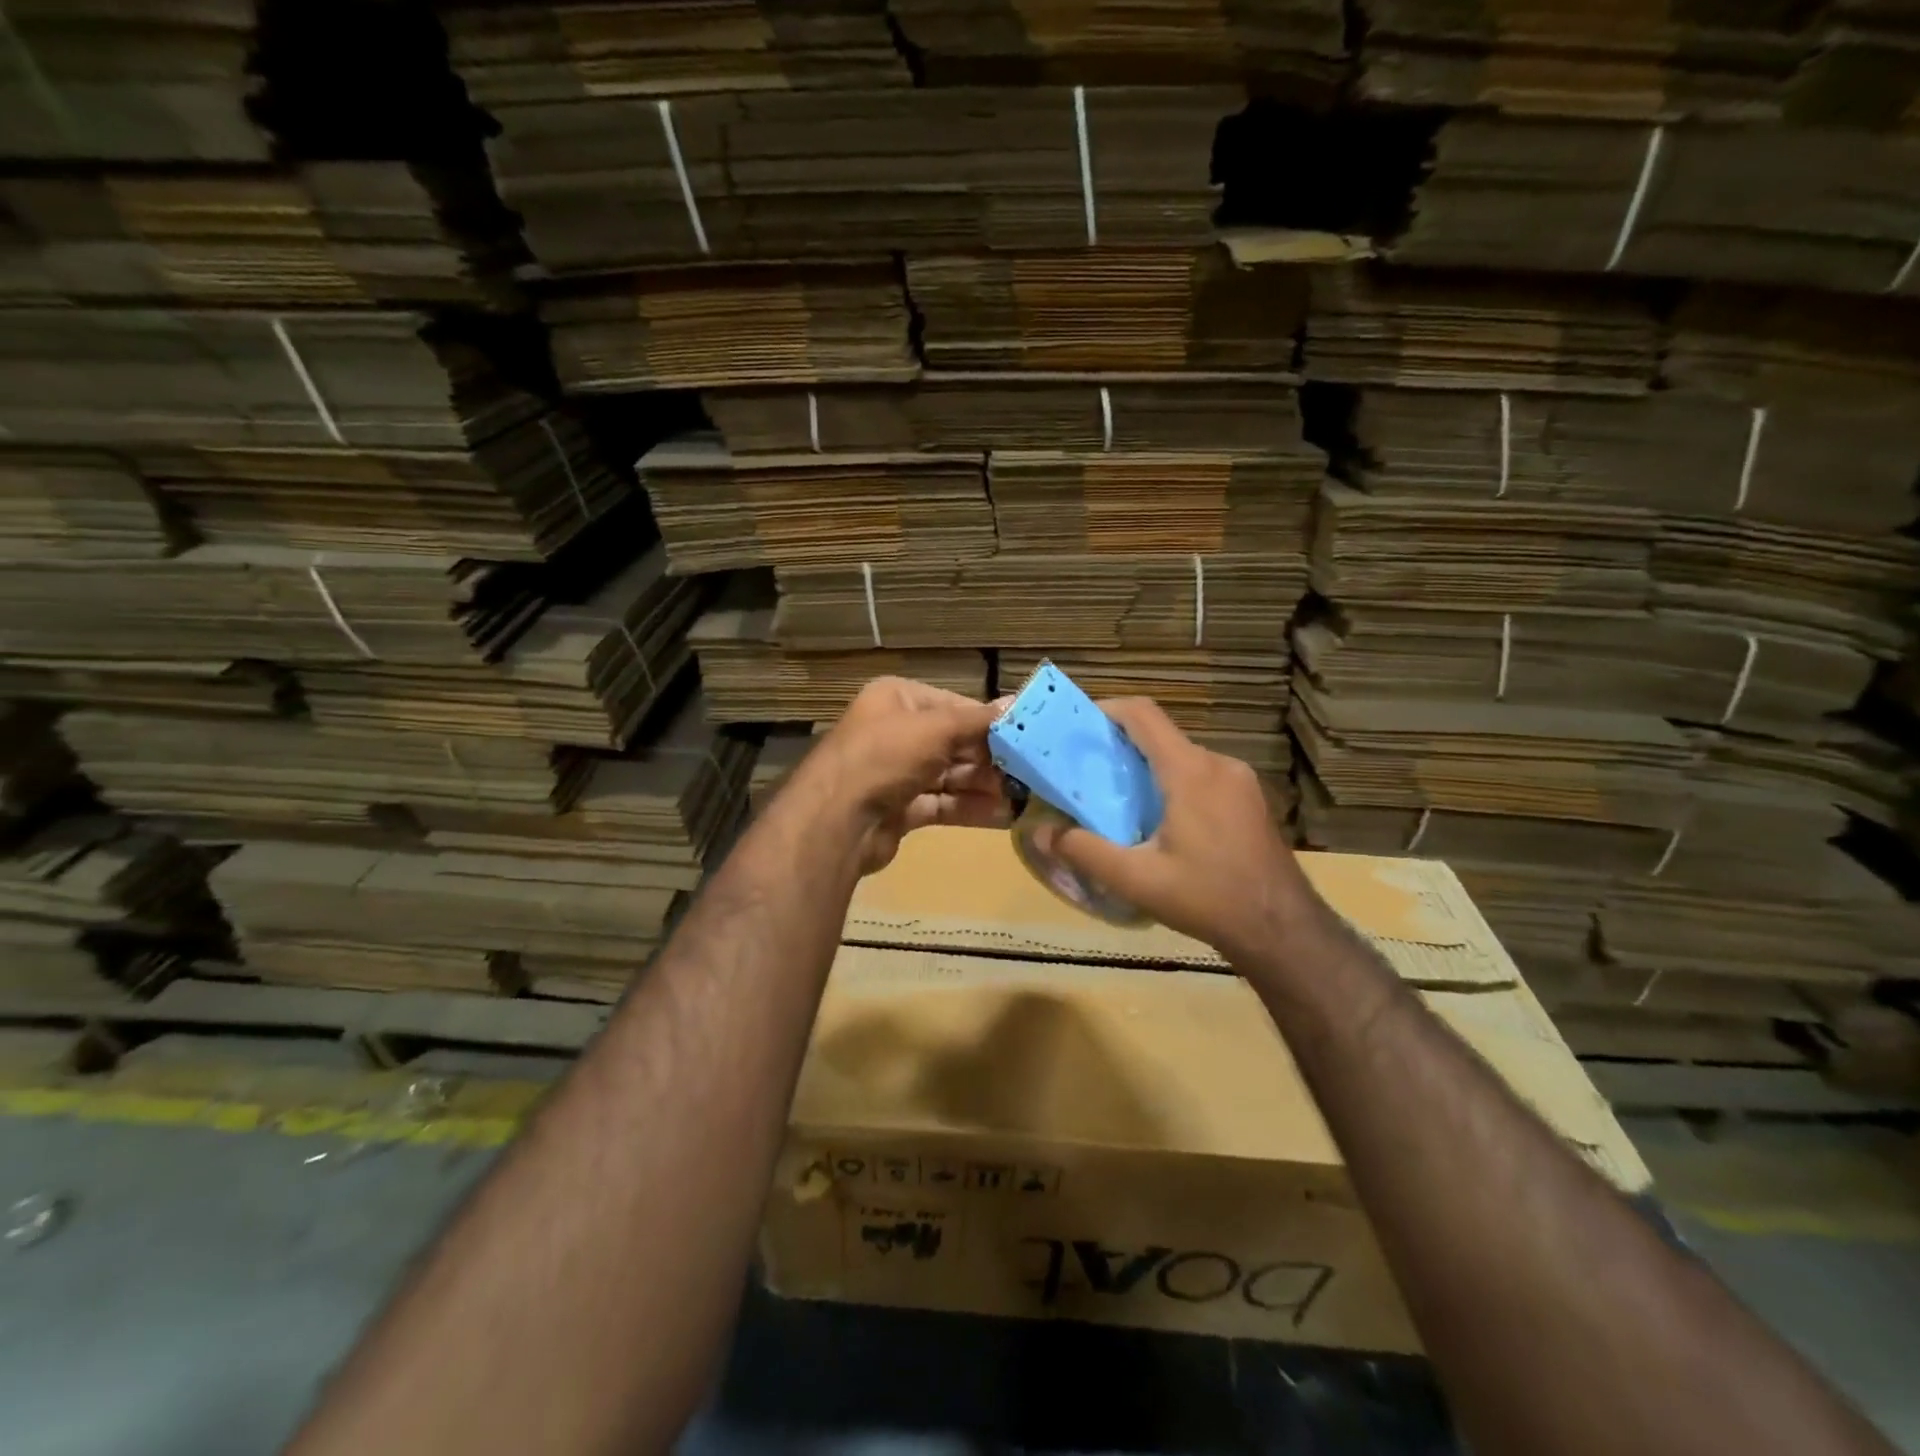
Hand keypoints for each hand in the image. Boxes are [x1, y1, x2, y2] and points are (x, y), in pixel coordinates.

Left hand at [797, 677, 1008, 874]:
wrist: (836, 821)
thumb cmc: (885, 757)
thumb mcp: (936, 729)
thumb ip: (978, 721)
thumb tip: (1017, 704)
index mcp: (897, 699)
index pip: (954, 706)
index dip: (989, 722)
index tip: (1026, 737)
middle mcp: (895, 732)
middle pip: (954, 743)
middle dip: (992, 759)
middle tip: (1032, 772)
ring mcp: (896, 772)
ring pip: (951, 776)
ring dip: (986, 786)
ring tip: (1027, 796)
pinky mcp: (900, 809)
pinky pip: (942, 804)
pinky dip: (971, 808)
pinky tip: (1005, 816)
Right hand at [1030, 697, 1312, 960]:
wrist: (1282, 929)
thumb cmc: (1208, 897)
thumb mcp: (1137, 880)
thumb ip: (1085, 852)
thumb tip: (1040, 832)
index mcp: (1190, 771)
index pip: (1143, 715)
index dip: (1107, 709)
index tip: (1077, 725)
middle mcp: (1218, 764)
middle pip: (1161, 736)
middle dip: (1121, 745)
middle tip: (1087, 771)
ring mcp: (1240, 781)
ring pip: (1183, 757)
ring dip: (1148, 767)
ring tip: (1118, 799)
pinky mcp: (1250, 799)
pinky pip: (1202, 775)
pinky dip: (1173, 782)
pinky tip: (1160, 820)